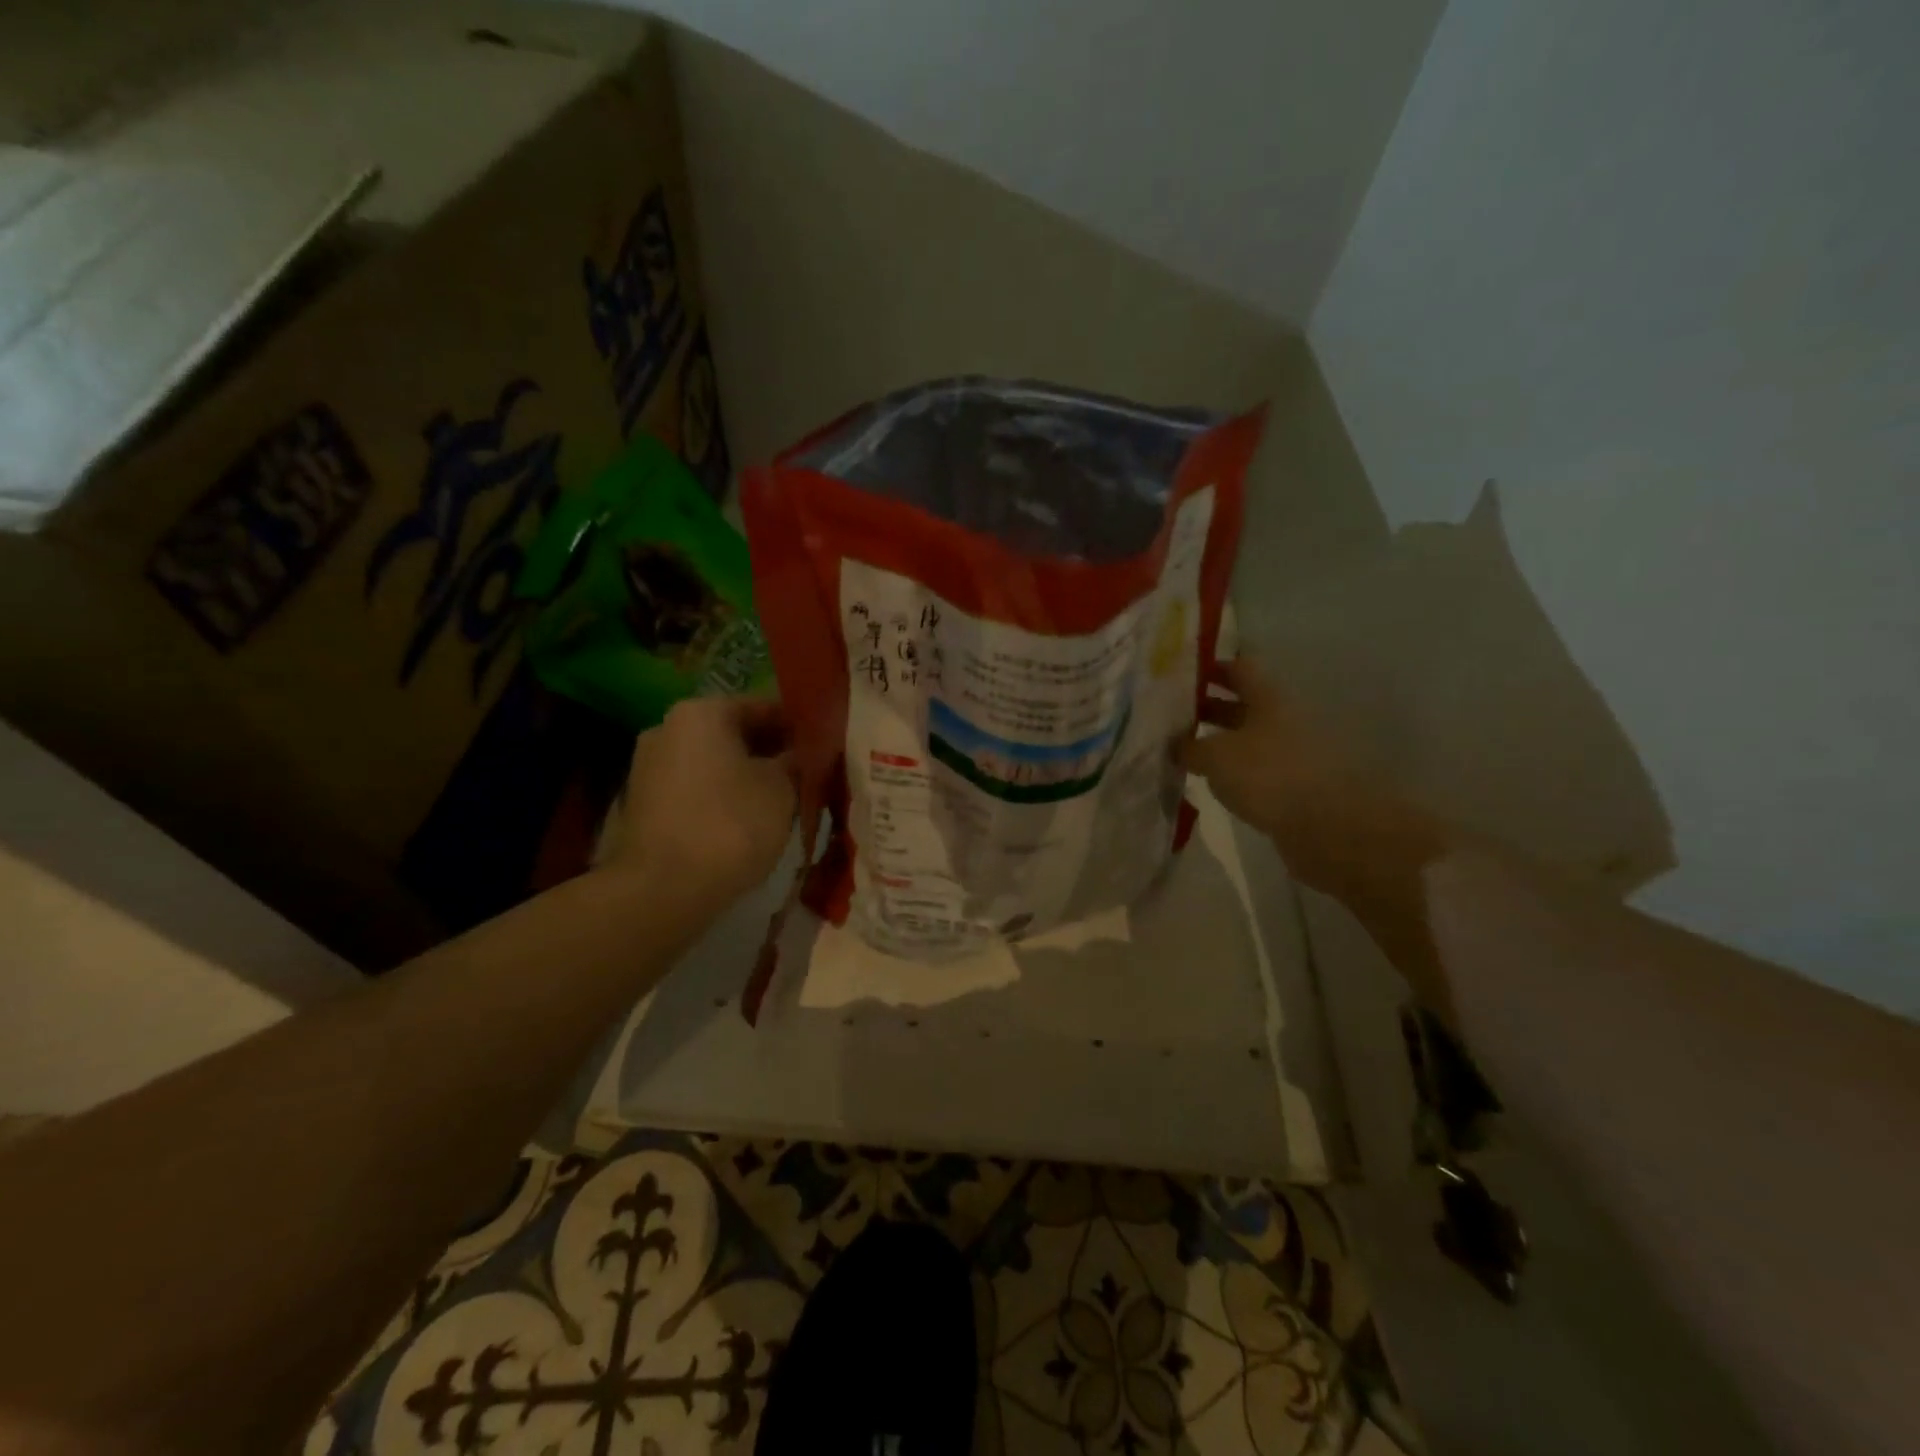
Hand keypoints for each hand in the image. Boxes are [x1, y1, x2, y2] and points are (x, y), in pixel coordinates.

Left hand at [608, 697, 797, 906]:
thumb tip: (799, 754)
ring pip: (714, 763)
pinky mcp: (644, 805)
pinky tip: (747, 821)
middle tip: (808, 774)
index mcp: (701, 712)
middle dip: (771, 752)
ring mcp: (649, 767)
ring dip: (747, 776)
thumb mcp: (782, 788)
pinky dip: (722, 797)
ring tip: (783, 800)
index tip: (823, 746)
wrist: (662, 890)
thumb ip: (795, 761)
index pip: (763, 706)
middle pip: (734, 733)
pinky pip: (696, 789)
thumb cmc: (731, 824)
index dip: (798, 726)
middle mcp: (667, 728)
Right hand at [1179, 658, 1444, 896]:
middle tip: (1172, 716)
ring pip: (1248, 739)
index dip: (1211, 668)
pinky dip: (1234, 772)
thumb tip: (1175, 744)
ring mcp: (1292, 754)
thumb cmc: (1269, 775)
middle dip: (1209, 708)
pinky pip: (1257, 770)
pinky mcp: (1295, 787)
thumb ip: (1189, 747)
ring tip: (1184, 752)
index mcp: (1269, 698)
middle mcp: (1284, 719)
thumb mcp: (1216, 756)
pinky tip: (1211, 782)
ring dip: (1220, 743)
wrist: (1330, 827)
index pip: (1240, 668)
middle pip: (1243, 704)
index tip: (1179, 676)